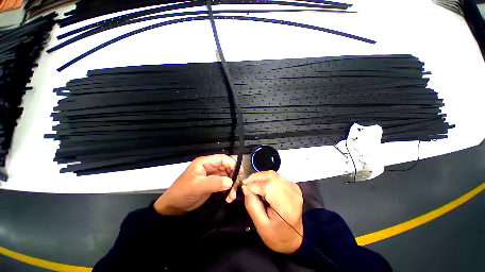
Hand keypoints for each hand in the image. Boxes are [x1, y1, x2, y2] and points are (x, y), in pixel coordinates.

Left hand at [154, 154, 242, 214]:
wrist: (174, 207)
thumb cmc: (183, 193)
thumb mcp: (197, 186)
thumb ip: (214, 183)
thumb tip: (230, 182)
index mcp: (204, 163)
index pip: (221, 159)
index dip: (232, 164)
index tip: (240, 172)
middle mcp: (209, 167)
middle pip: (226, 167)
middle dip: (233, 175)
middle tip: (237, 185)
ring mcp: (211, 176)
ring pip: (226, 176)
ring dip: (231, 185)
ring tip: (232, 195)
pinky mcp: (212, 184)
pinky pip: (224, 184)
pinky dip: (228, 190)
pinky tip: (229, 198)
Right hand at [242, 171, 302, 253]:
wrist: (294, 239)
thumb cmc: (276, 236)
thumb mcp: (260, 225)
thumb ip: (251, 204)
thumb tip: (245, 187)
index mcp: (285, 207)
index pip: (267, 187)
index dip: (254, 185)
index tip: (244, 188)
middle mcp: (292, 194)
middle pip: (270, 177)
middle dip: (255, 178)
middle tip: (246, 184)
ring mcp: (294, 188)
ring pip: (273, 174)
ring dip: (260, 177)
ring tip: (252, 184)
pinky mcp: (293, 186)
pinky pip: (276, 176)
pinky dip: (266, 177)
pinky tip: (261, 184)